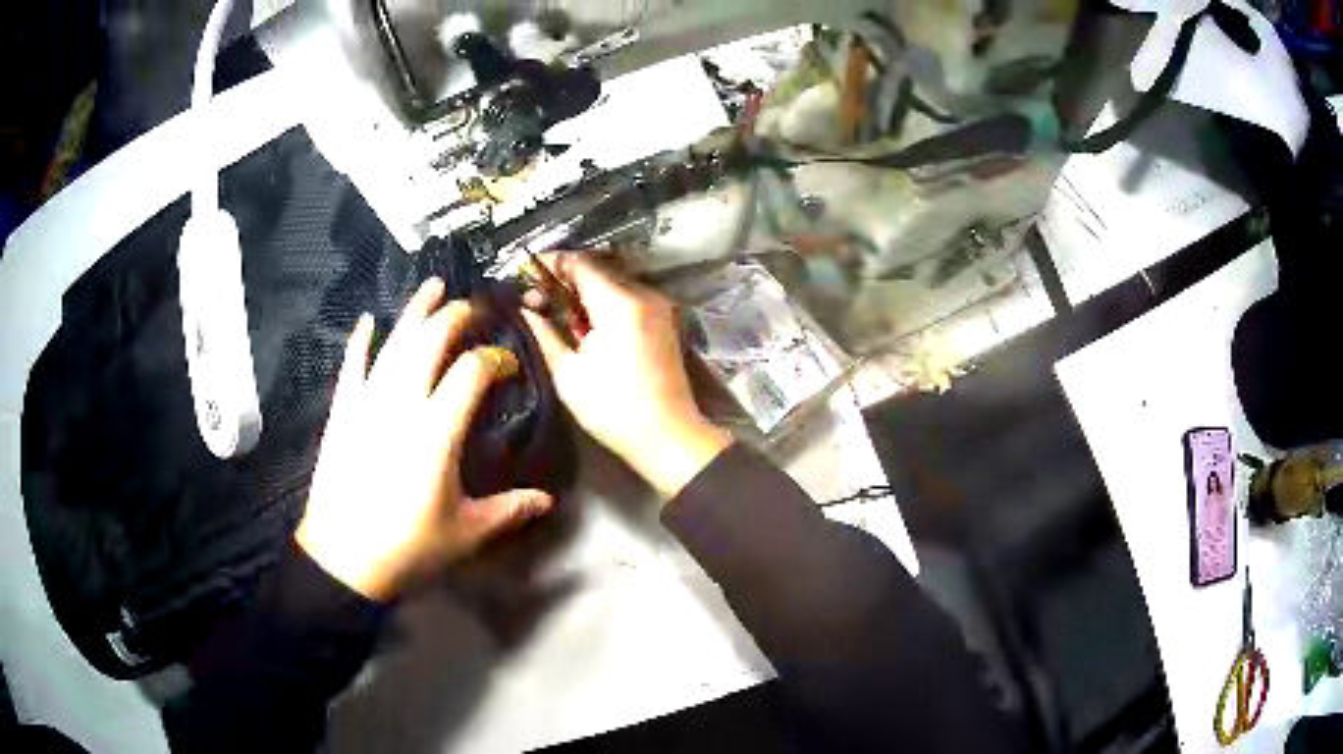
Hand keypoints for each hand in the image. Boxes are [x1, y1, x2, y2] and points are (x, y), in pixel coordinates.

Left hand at [298, 278, 553, 601]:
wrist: (343, 559)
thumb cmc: (409, 547)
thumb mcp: (466, 532)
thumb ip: (509, 509)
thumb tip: (548, 500)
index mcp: (436, 431)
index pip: (472, 372)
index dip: (494, 359)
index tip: (508, 365)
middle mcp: (401, 404)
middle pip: (430, 342)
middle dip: (456, 317)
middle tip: (476, 308)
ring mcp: (366, 404)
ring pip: (393, 344)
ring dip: (415, 313)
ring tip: (434, 286)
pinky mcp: (342, 413)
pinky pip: (351, 368)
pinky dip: (359, 342)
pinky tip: (368, 320)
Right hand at [522, 255, 730, 498]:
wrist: (667, 436)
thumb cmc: (613, 409)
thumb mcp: (568, 373)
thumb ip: (544, 332)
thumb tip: (526, 309)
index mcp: (619, 303)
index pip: (579, 263)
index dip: (548, 264)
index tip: (523, 273)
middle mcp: (643, 295)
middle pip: (597, 268)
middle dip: (563, 278)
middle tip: (534, 298)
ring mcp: (658, 306)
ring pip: (612, 281)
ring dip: (582, 289)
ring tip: (554, 310)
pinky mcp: (663, 321)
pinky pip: (627, 297)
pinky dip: (602, 301)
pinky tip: (583, 322)